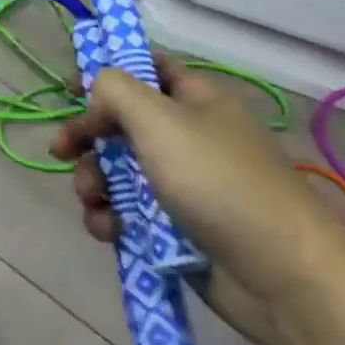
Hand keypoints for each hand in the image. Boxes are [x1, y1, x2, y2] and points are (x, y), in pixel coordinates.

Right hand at [51, 55, 344, 344]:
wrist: (282, 277)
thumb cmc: (217, 181)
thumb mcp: (158, 118)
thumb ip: (114, 91)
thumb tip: (95, 99)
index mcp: (195, 99)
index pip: (147, 67)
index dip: (108, 72)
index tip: (70, 89)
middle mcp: (190, 136)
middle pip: (123, 123)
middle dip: (88, 137)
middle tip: (61, 152)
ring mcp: (185, 186)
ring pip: (120, 171)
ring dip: (94, 181)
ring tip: (91, 200)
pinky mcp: (178, 230)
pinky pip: (131, 214)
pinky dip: (111, 218)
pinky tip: (106, 230)